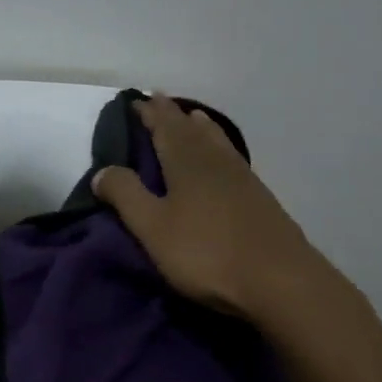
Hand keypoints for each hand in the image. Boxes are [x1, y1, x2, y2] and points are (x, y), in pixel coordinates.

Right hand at [91, 94, 335, 324]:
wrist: (279, 280)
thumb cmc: (206, 253)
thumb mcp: (153, 227)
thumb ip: (126, 195)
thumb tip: (102, 170)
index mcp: (186, 161)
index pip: (164, 126)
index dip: (149, 113)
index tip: (136, 101)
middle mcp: (215, 160)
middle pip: (191, 128)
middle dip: (173, 114)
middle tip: (159, 102)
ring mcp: (242, 177)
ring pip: (216, 140)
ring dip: (200, 126)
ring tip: (192, 117)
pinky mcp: (260, 197)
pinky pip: (231, 157)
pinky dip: (219, 146)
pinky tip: (222, 158)